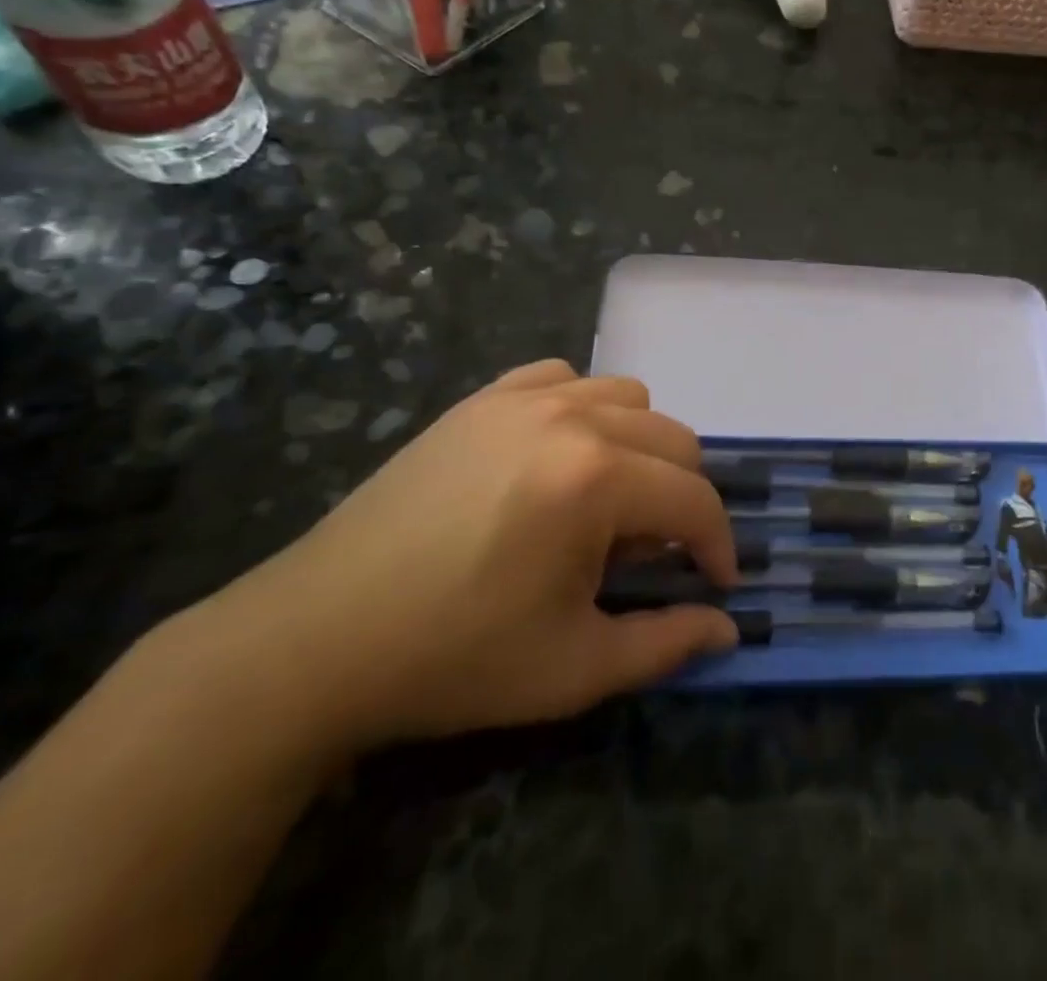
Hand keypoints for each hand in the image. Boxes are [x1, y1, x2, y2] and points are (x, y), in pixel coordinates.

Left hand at [204, 360, 737, 749]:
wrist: (317, 639)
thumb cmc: (454, 659)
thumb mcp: (574, 669)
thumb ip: (667, 643)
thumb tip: (728, 626)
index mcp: (597, 480)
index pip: (695, 500)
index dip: (718, 545)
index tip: (717, 582)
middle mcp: (571, 418)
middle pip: (674, 439)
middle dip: (684, 496)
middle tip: (657, 551)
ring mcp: (522, 399)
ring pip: (627, 398)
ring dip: (641, 447)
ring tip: (610, 500)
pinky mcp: (482, 400)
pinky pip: (563, 378)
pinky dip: (584, 409)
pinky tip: (559, 456)